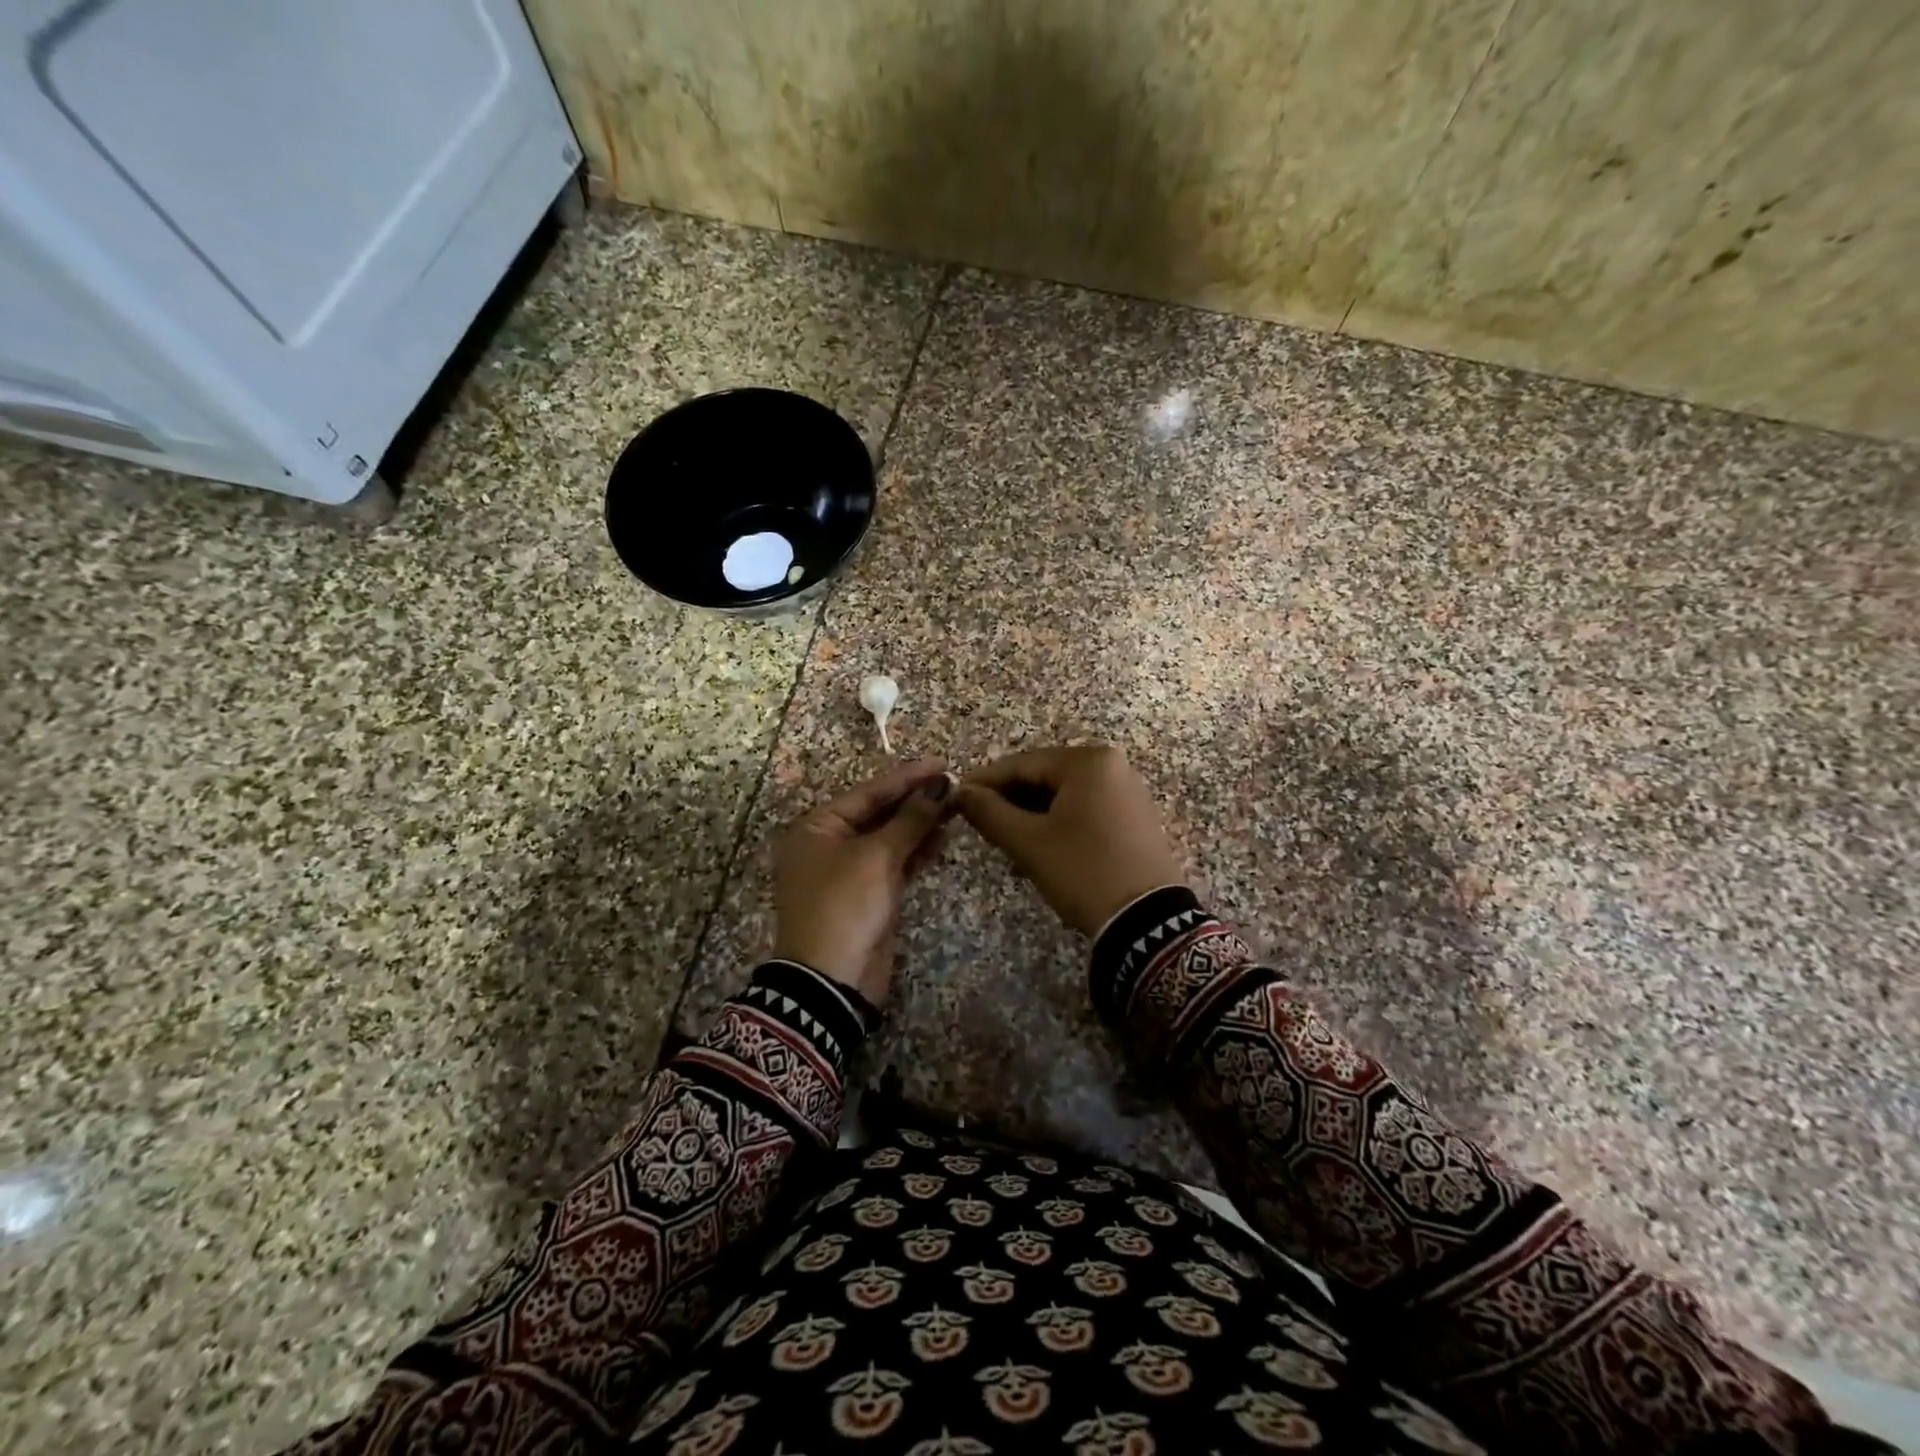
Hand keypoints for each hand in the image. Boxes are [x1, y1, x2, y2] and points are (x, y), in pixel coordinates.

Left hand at [772, 758, 954, 1003]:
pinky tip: (943, 835)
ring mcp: (850, 871)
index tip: (941, 763)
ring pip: (890, 838)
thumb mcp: (876, 857)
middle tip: (954, 783)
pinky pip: (895, 862)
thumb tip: (939, 786)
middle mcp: (830, 844)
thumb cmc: (845, 905)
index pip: (868, 793)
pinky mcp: (869, 895)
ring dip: (920, 823)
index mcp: (817, 827)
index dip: (906, 778)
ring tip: (956, 805)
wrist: (831, 981)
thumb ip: (910, 820)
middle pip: (878, 813)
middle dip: (915, 799)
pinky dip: (917, 850)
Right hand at [956, 745, 1184, 936]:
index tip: (955, 798)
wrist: (1147, 922)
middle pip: (1044, 776)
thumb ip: (989, 811)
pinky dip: (1057, 823)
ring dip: (1031, 815)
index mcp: (1088, 761)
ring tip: (1005, 841)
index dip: (985, 782)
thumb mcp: (1029, 842)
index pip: (1022, 764)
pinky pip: (1084, 809)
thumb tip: (960, 792)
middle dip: (1010, 800)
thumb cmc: (1083, 871)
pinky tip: (1038, 847)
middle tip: (978, 824)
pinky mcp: (1133, 817)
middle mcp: (1112, 765)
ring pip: (1063, 795)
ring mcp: (1127, 791)